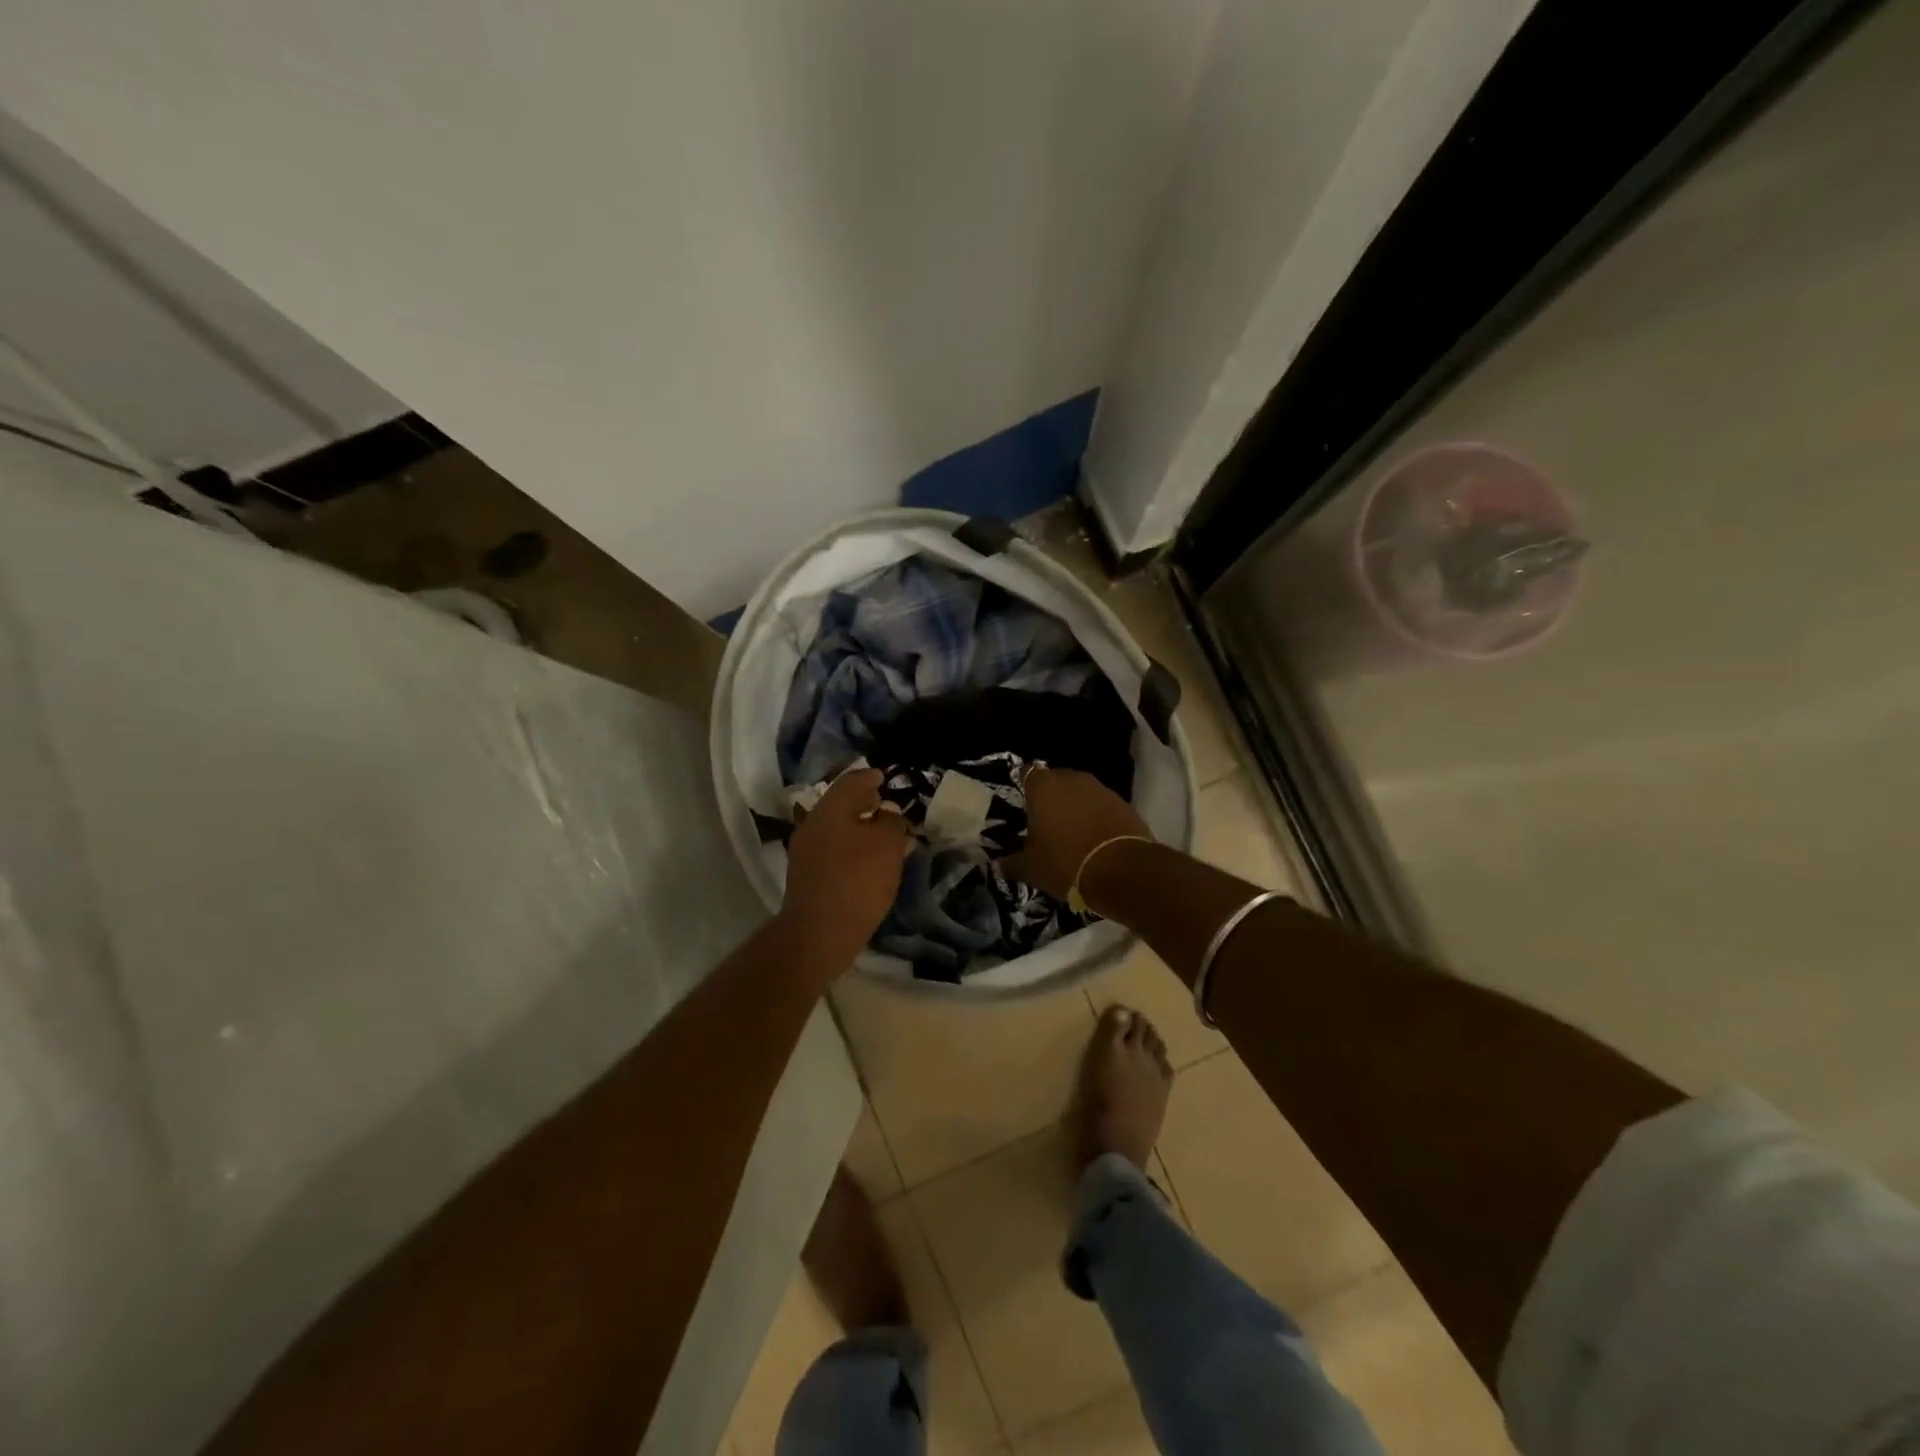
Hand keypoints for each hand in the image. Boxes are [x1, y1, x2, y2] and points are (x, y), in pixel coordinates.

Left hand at [780, 769, 911, 975]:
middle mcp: (812, 825)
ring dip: (859, 828)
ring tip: (884, 836)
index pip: (851, 781)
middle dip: (864, 803)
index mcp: (830, 809)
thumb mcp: (888, 845)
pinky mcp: (807, 877)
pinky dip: (852, 849)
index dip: (870, 777)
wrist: (818, 933)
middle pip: (840, 805)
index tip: (885, 778)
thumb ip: (892, 822)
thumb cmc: (857, 880)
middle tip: (886, 805)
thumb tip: (888, 814)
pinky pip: (833, 851)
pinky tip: (869, 862)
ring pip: (837, 830)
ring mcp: (806, 852)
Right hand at [1002, 768, 1152, 898]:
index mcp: (1043, 787)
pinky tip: (1094, 839)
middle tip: (1045, 825)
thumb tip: (997, 865)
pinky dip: (1096, 816)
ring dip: (1075, 807)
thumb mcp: (1032, 869)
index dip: (1025, 790)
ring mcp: (1100, 788)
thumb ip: (1012, 864)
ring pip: (1080, 793)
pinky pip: (1101, 805)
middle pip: (1055, 782)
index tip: (1023, 810)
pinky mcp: (1123, 803)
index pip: (1027, 775)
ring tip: (1071, 834)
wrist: (1122, 871)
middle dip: (1050, 799)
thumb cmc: (1066, 862)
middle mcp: (1071, 779)